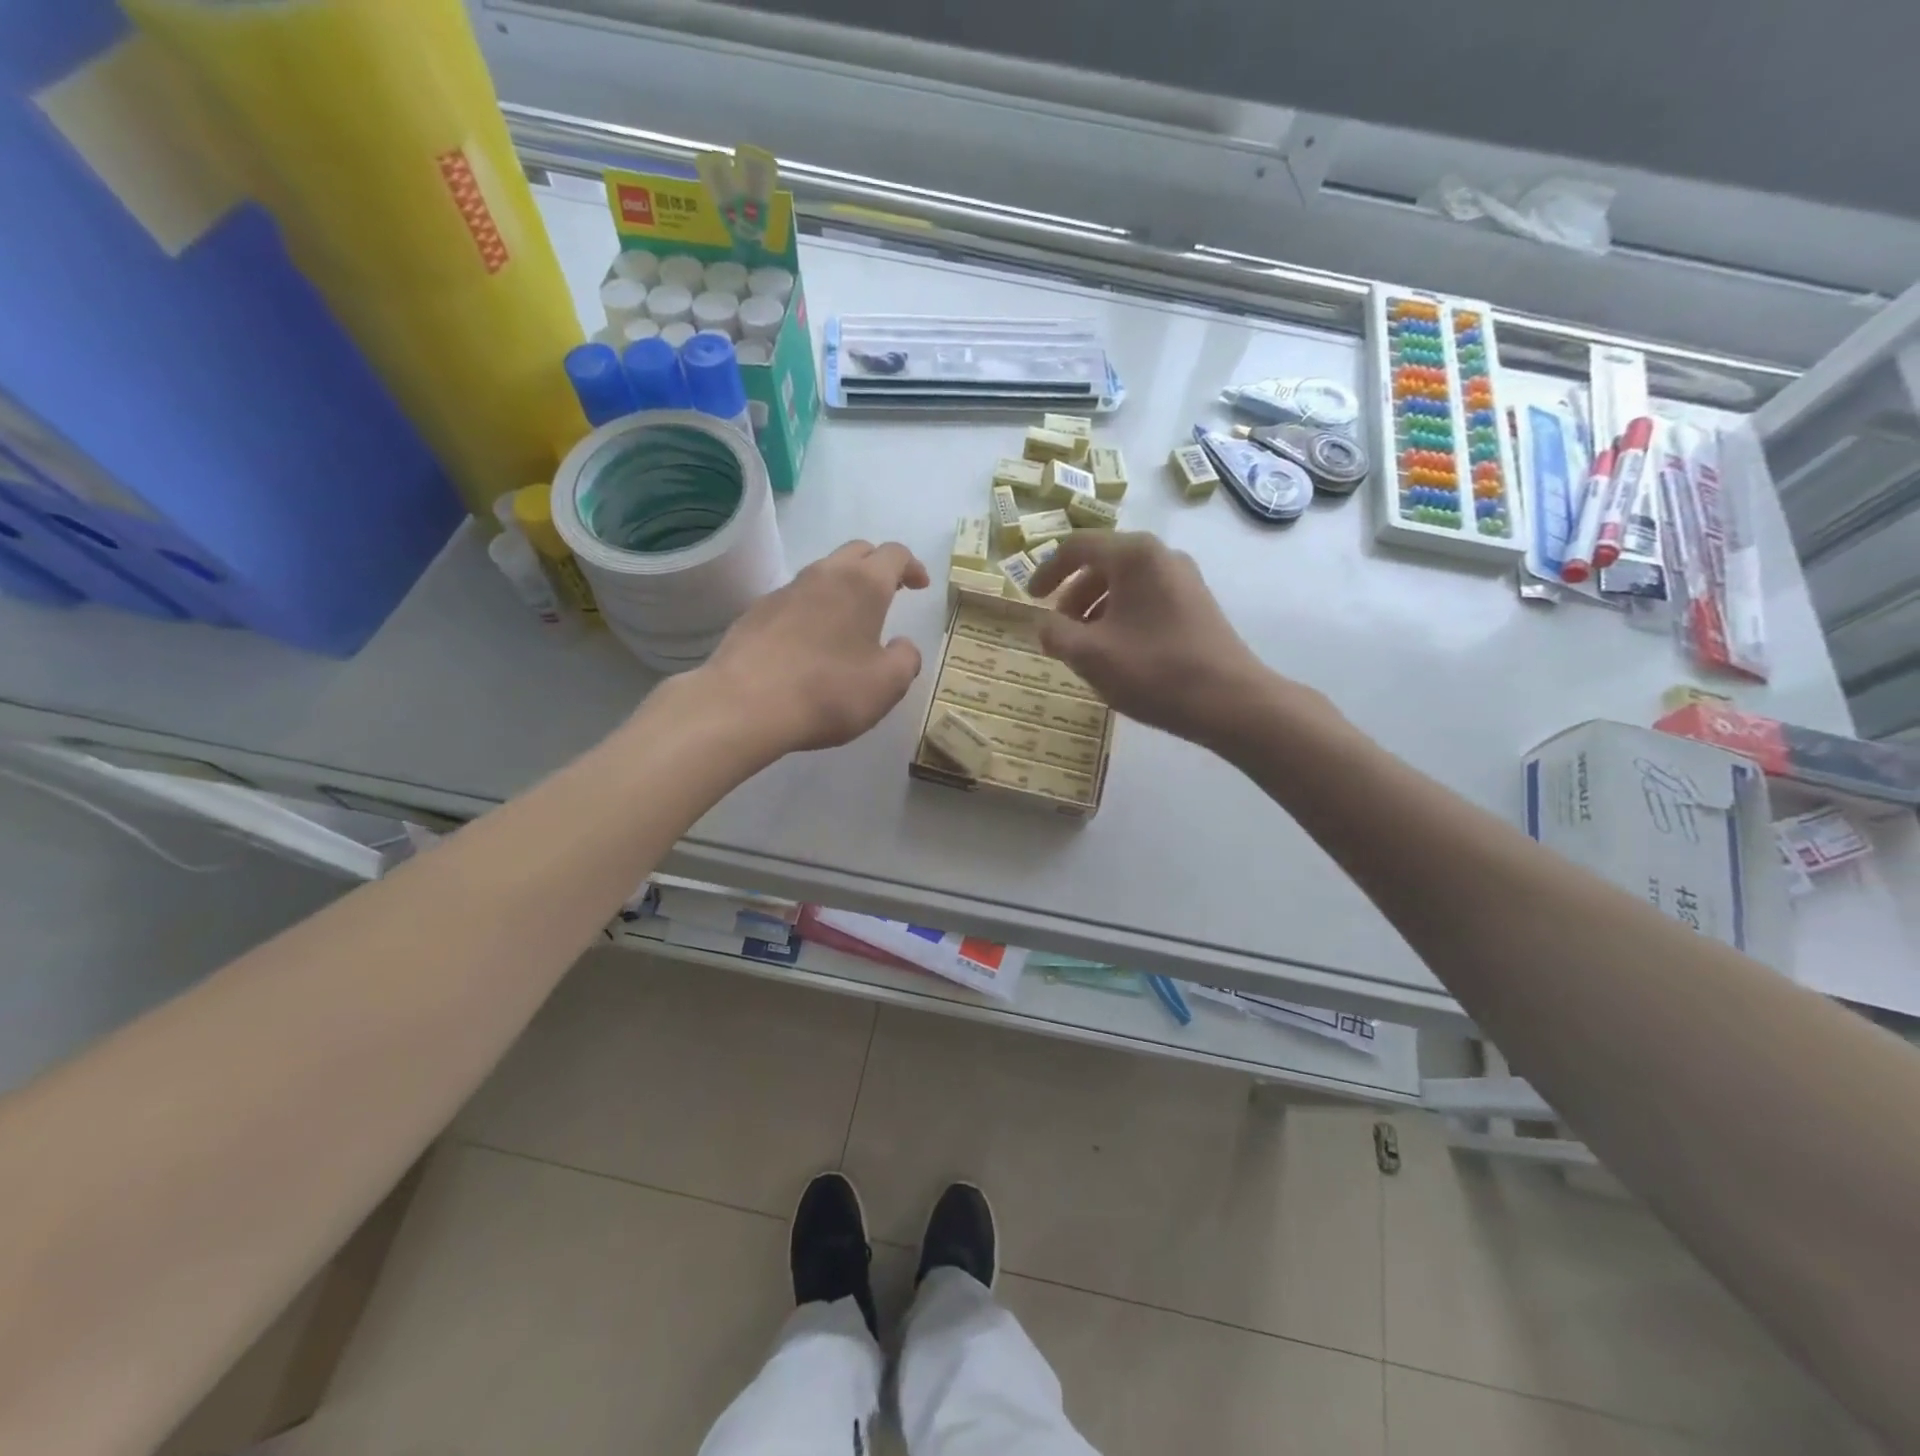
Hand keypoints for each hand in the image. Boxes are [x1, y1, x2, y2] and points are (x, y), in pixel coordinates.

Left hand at [696, 539, 929, 754]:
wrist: (744, 705)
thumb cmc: (828, 692)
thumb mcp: (887, 685)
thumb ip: (906, 659)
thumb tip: (902, 645)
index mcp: (863, 584)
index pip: (894, 554)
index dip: (912, 566)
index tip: (920, 585)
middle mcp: (823, 575)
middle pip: (857, 552)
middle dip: (878, 566)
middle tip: (891, 592)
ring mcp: (785, 591)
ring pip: (822, 574)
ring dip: (842, 587)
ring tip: (850, 620)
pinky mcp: (756, 612)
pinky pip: (794, 599)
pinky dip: (812, 609)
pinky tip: (810, 642)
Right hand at [1028, 531, 1326, 750]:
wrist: (1230, 701)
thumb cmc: (1153, 671)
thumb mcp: (1089, 655)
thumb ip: (1055, 633)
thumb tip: (1043, 624)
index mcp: (1133, 555)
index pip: (1077, 546)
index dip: (1047, 571)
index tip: (1030, 598)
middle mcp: (1161, 555)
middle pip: (1103, 563)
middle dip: (1073, 595)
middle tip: (1059, 629)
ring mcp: (1183, 579)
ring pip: (1125, 583)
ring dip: (1096, 609)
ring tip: (1085, 646)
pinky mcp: (1196, 603)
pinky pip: (1146, 598)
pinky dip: (1121, 616)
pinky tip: (1118, 652)